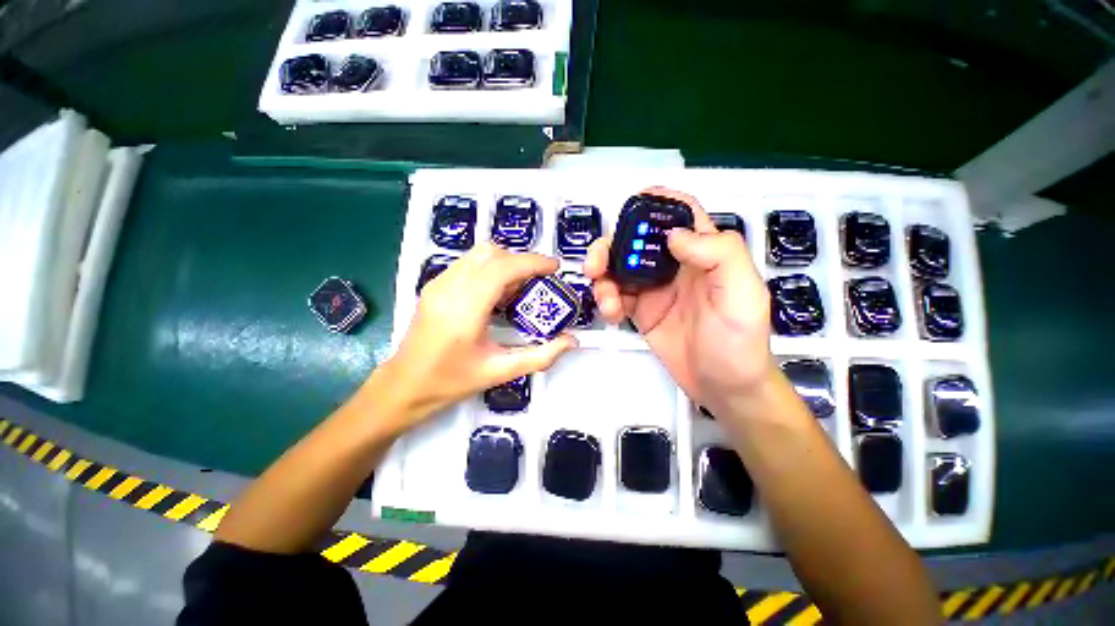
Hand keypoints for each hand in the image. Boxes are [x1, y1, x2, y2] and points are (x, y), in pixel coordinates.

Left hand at [375, 243, 577, 429]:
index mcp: (465, 309)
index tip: (555, 268)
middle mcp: (449, 287)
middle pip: (491, 253)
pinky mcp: (434, 285)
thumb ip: (541, 356)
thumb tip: (572, 341)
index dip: (533, 262)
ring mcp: (438, 283)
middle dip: (521, 261)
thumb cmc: (451, 381)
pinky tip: (497, 294)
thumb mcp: (501, 372)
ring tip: (520, 289)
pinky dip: (490, 269)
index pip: (503, 268)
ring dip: (506, 263)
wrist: (404, 385)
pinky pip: (468, 264)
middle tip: (539, 282)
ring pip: (479, 254)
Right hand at [584, 187, 774, 410]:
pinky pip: (615, 294)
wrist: (724, 387)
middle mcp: (676, 265)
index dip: (657, 201)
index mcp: (704, 252)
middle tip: (596, 264)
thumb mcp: (742, 294)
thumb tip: (672, 234)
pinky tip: (611, 314)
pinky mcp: (640, 310)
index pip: (681, 213)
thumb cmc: (739, 342)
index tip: (629, 205)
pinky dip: (606, 299)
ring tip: (606, 300)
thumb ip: (718, 254)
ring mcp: (654, 288)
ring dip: (603, 276)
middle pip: (637, 239)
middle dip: (611, 245)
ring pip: (619, 267)